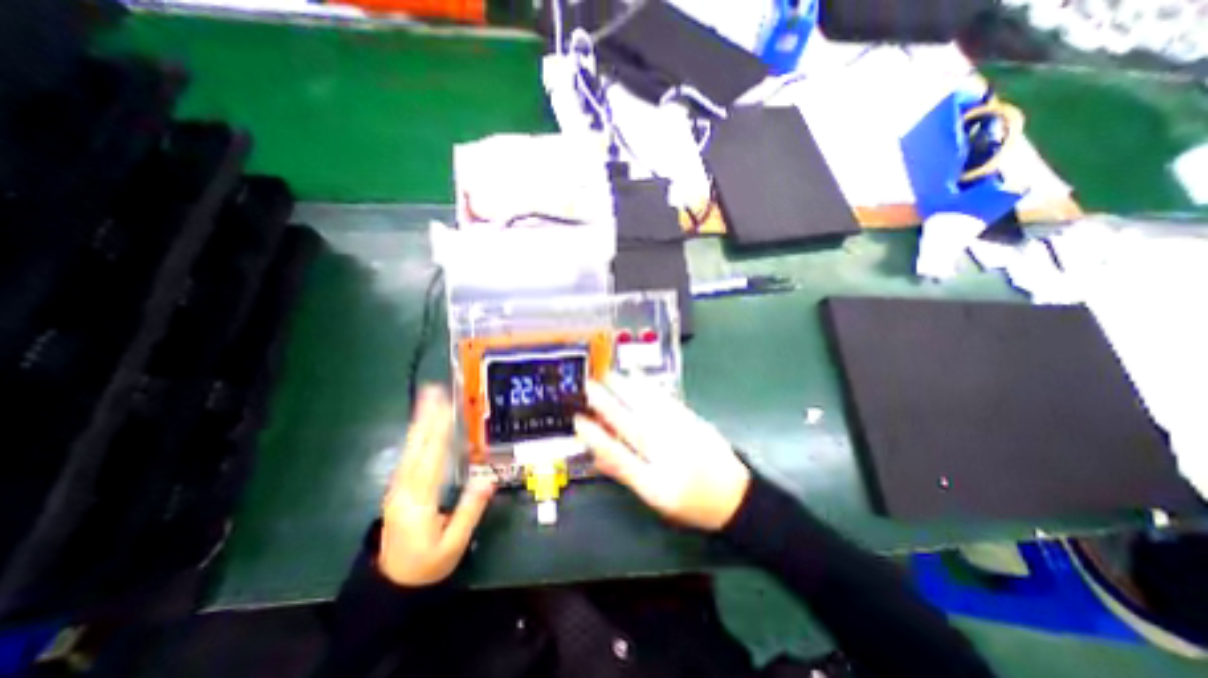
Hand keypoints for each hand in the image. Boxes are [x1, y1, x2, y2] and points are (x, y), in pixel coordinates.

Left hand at [375, 387, 493, 588]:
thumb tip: (489, 478)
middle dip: (426, 416)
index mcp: (419, 500)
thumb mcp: (453, 544)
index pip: (432, 457)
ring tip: (428, 399)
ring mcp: (398, 487)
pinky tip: (423, 426)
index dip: (440, 429)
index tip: (445, 406)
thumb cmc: (427, 565)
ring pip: (410, 448)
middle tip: (434, 390)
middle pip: (417, 446)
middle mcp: (404, 488)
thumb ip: (470, 510)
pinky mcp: (399, 488)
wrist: (391, 585)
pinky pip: (409, 456)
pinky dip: (417, 436)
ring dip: (420, 422)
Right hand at [573, 376, 746, 528]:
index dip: (596, 437)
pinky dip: (647, 385)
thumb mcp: (655, 497)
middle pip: (630, 424)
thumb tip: (597, 456)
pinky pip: (665, 399)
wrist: (735, 496)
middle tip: (587, 386)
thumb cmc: (691, 501)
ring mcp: (680, 432)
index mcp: (655, 478)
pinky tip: (636, 375)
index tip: (577, 420)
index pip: (619, 454)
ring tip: (606, 375)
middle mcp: (667, 452)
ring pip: (646, 408)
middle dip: (606, 404)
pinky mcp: (690, 418)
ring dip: (624, 389)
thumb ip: (624, 473)